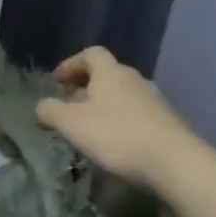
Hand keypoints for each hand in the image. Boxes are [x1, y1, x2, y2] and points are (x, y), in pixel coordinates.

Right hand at [35, 45, 194, 185]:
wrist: (175, 162)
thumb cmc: (117, 136)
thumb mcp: (73, 124)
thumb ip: (51, 112)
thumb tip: (41, 106)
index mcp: (110, 72)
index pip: (90, 54)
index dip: (71, 64)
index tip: (57, 81)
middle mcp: (133, 79)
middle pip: (106, 74)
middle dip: (85, 88)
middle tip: (69, 107)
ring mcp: (153, 100)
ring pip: (121, 95)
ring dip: (103, 106)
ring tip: (89, 128)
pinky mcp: (166, 122)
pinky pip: (135, 113)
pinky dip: (120, 120)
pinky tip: (114, 143)